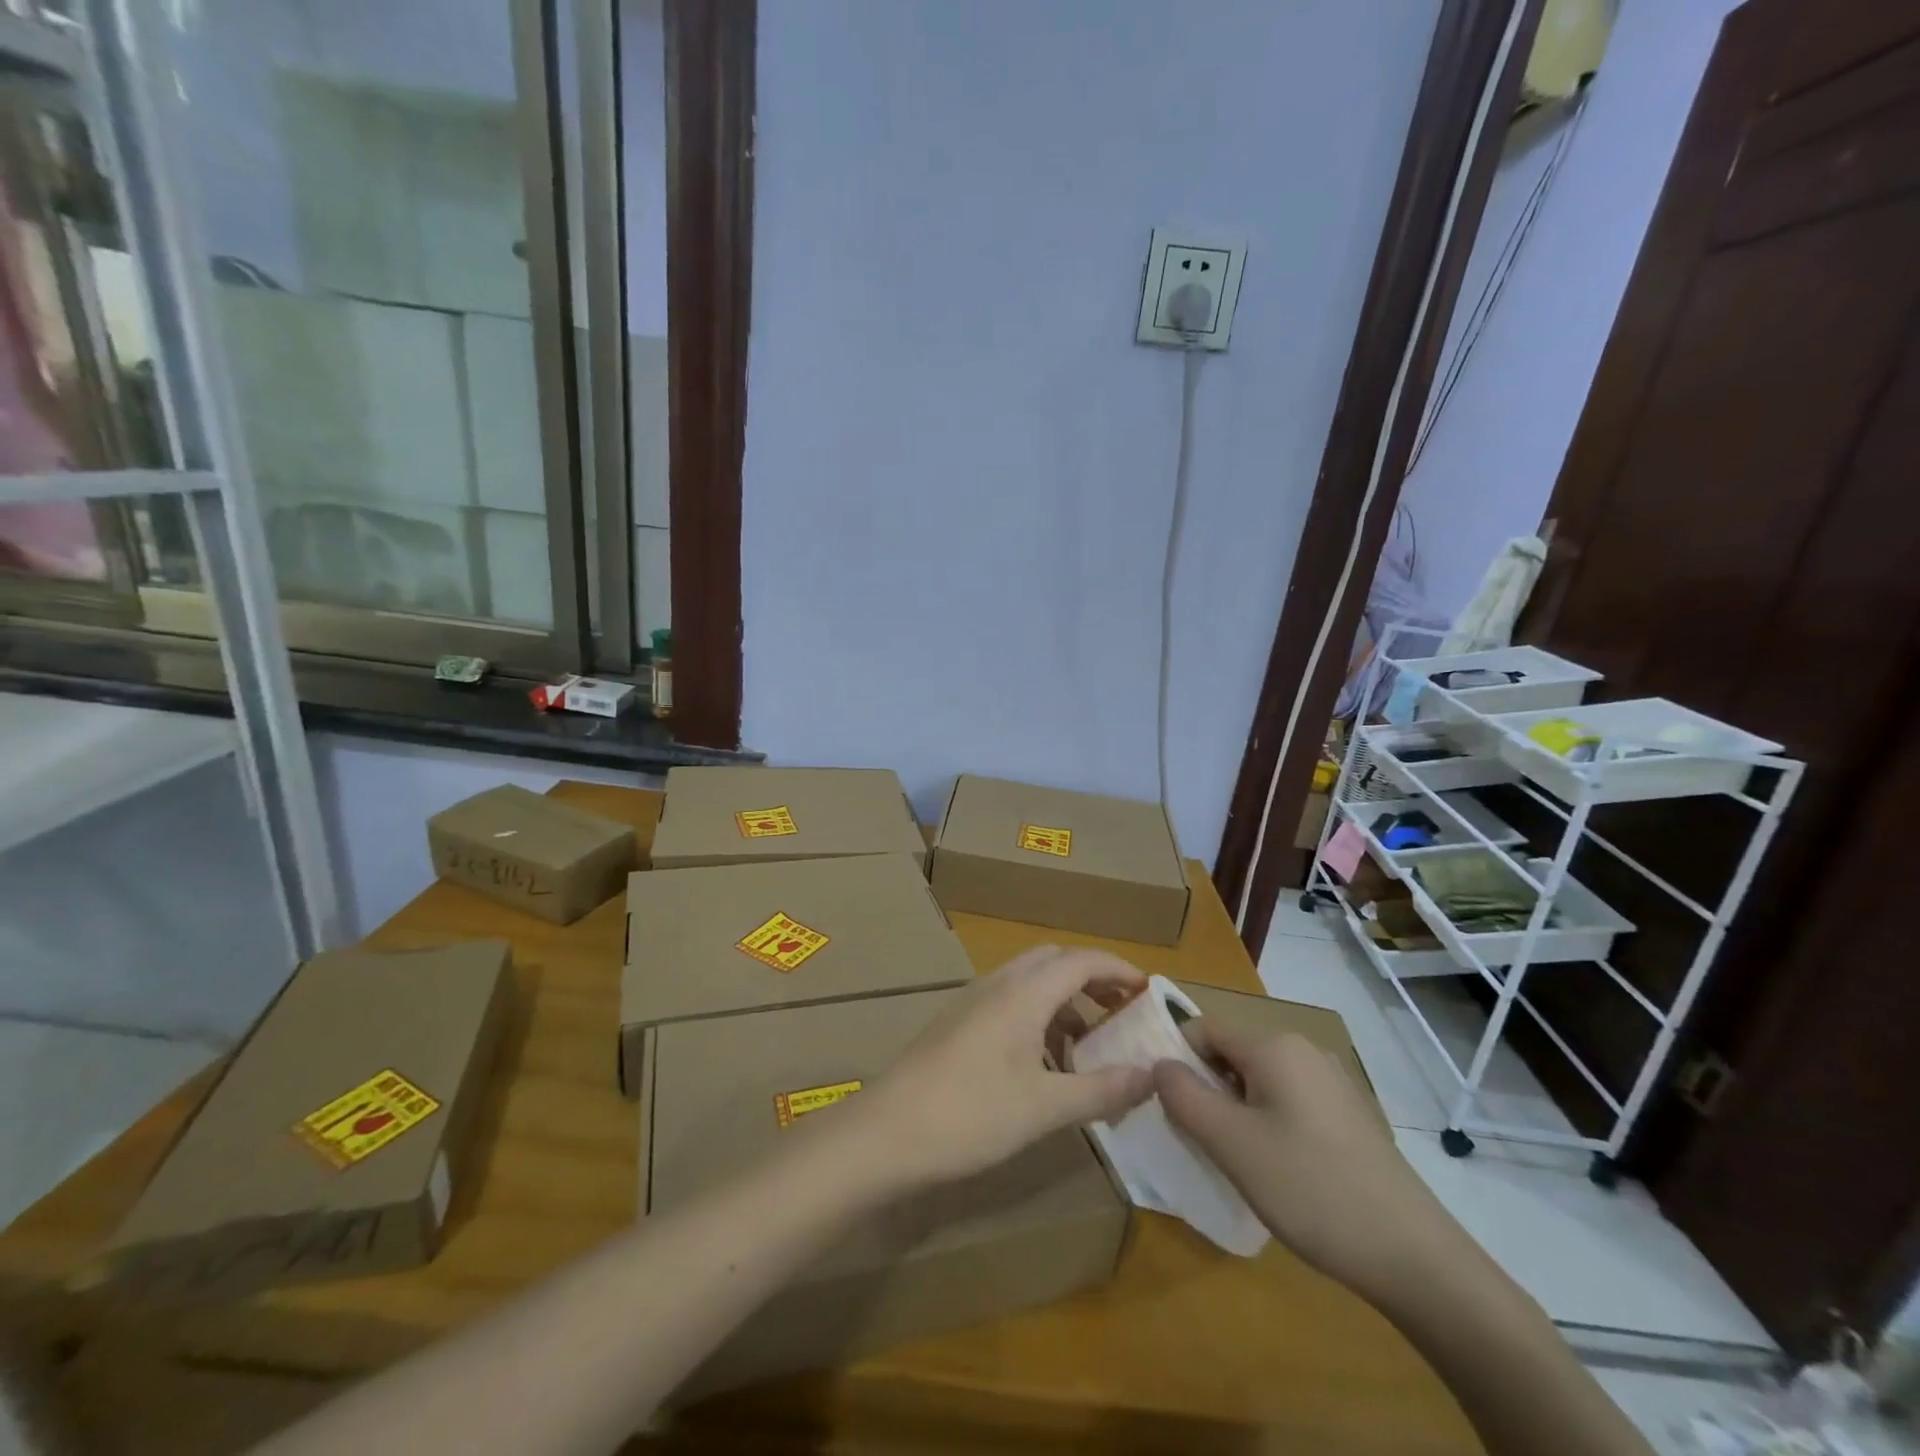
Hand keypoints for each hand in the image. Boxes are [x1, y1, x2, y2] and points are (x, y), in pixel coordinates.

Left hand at [843, 946, 1155, 1193]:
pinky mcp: (957, 1023)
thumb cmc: (971, 1115)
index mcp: (1024, 993)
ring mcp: (972, 1001)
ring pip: (1029, 982)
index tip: (1148, 990)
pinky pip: (1008, 1002)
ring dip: (1063, 1000)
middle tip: (1120, 1013)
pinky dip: (1037, 1016)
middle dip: (1091, 979)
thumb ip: (1101, 1089)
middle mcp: (998, 984)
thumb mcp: (1045, 1108)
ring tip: (1087, 1046)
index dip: (1118, 969)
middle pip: (1053, 962)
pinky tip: (1043, 1063)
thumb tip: (1150, 1076)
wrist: (887, 1131)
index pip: (1081, 960)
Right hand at [1154, 1024, 1467, 1304]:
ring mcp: (1331, 1082)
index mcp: (1274, 1045)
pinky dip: (1267, 1122)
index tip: (1167, 1105)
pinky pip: (1288, 1101)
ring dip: (1234, 1109)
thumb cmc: (1311, 1189)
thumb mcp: (1231, 1144)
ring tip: (1235, 1160)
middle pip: (1232, 1053)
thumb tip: (1159, 1065)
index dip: (1177, 1058)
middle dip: (1205, 1087)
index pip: (1204, 1028)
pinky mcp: (1348, 1115)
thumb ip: (1184, 1096)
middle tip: (1198, 1138)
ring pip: (1259, 1080)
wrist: (1414, 1257)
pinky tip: (1276, 1170)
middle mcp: (1303, 1050)